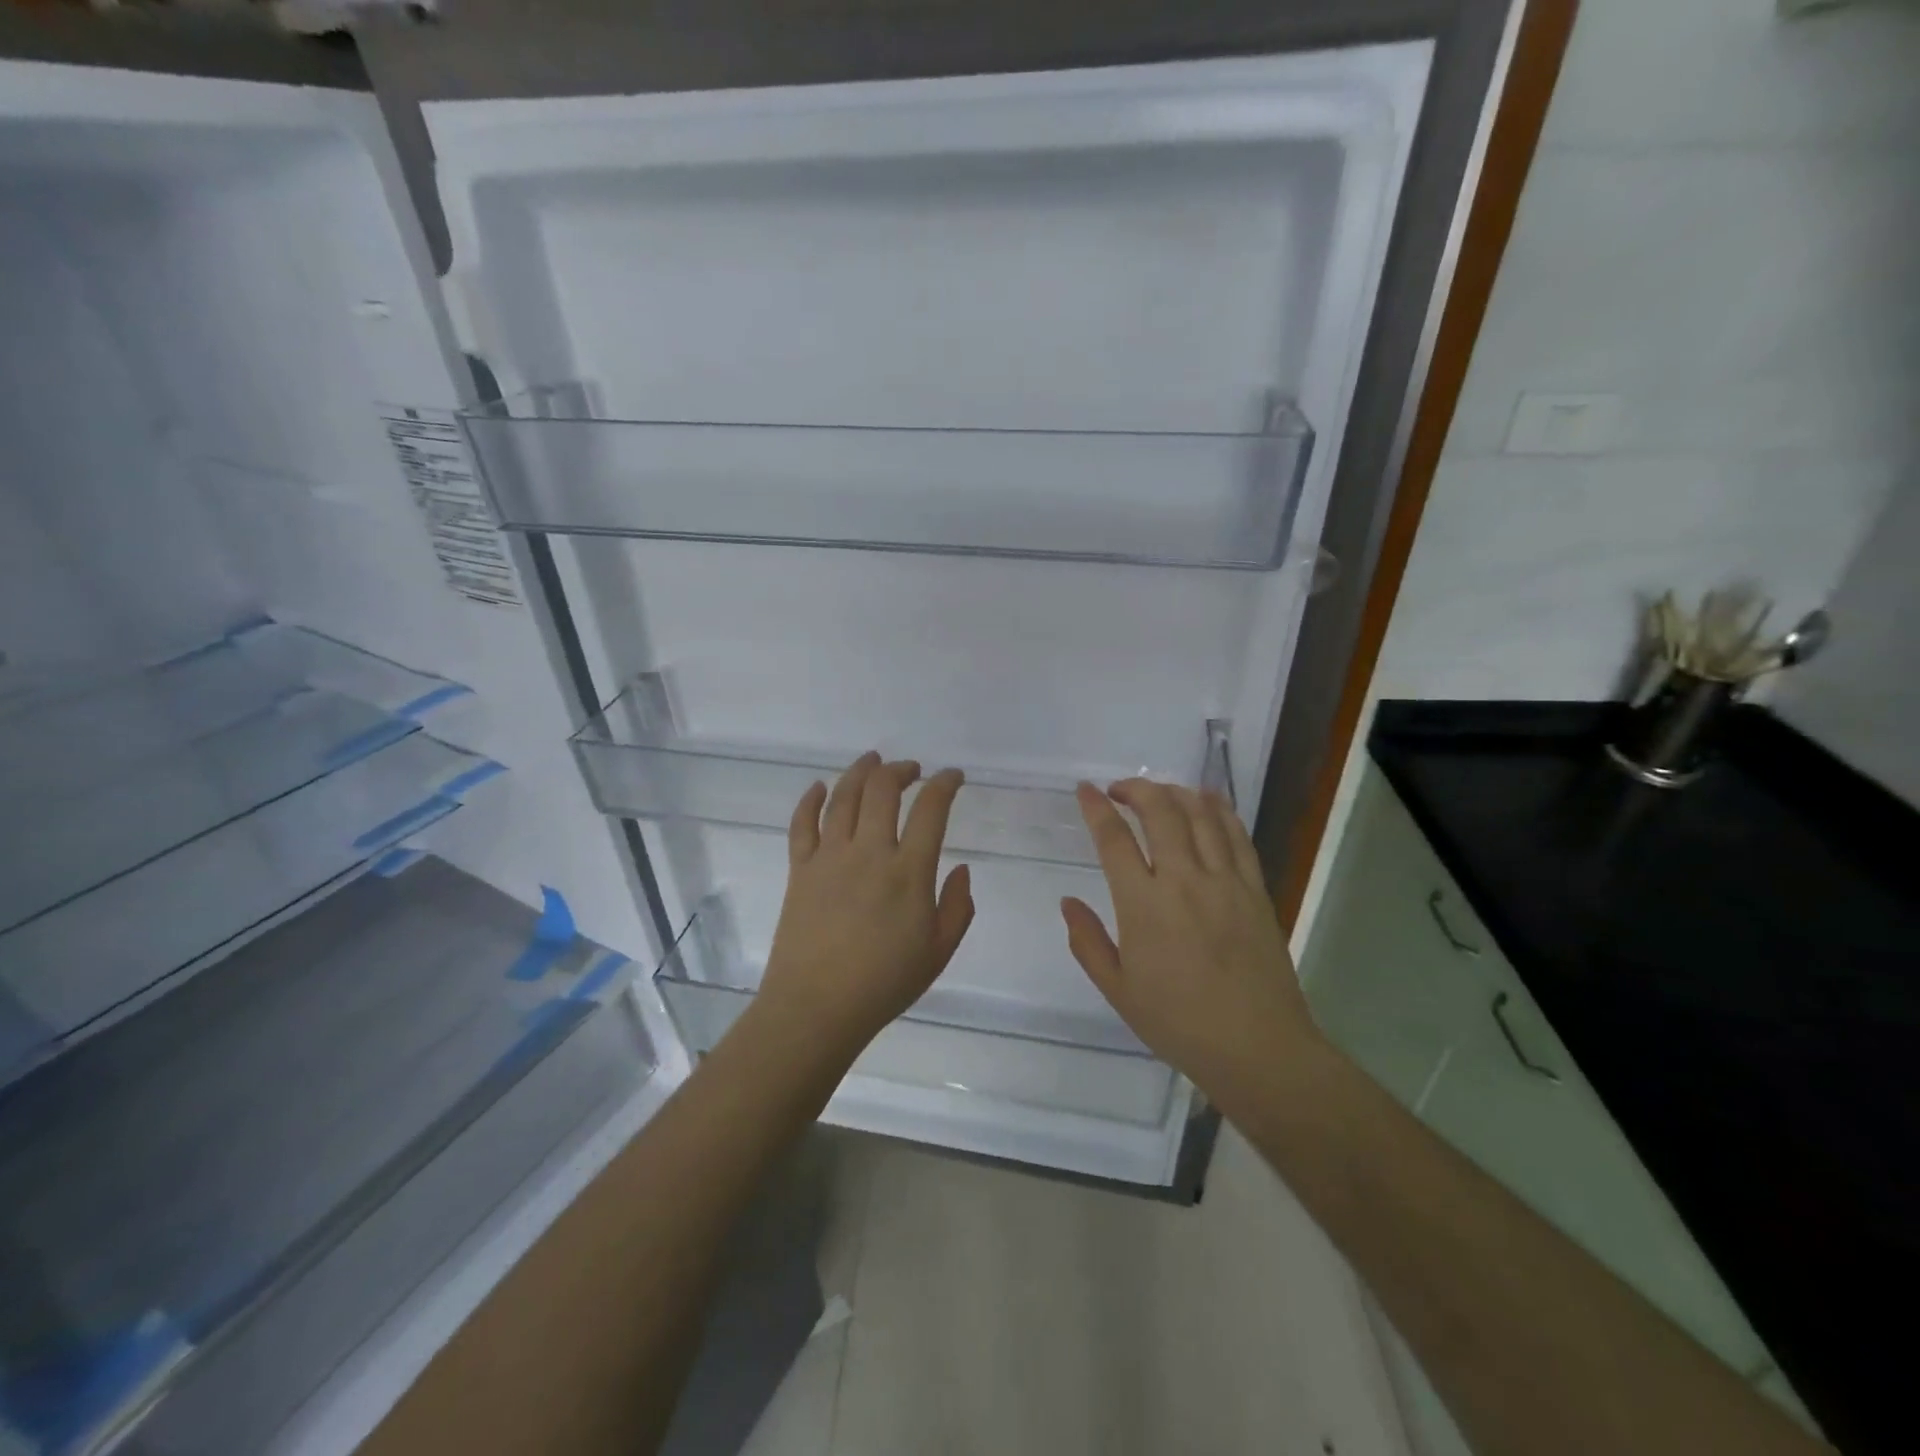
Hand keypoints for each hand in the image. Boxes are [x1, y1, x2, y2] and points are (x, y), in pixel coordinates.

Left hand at [755, 752, 974, 1057]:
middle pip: (882, 790)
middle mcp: (868, 852)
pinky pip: (802, 824)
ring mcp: (829, 857)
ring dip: (860, 771)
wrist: (816, 1008)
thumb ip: (958, 906)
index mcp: (908, 871)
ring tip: (873, 760)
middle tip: (912, 769)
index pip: (930, 809)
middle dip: (901, 770)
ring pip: (843, 797)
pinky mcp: (799, 869)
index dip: (945, 784)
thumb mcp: (939, 951)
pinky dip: (811, 799)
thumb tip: (962, 868)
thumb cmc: (884, 983)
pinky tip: (821, 787)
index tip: (953, 776)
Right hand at [1061, 780, 1318, 1106]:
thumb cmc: (1178, 1023)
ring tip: (1159, 793)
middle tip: (1120, 790)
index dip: (1096, 808)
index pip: (1114, 839)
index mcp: (1143, 905)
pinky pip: (1237, 834)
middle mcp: (1182, 880)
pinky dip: (1219, 809)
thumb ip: (1088, 941)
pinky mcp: (1255, 888)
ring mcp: (1224, 880)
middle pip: (1159, 811)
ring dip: (1174, 792)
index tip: (1085, 790)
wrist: (1256, 1047)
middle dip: (1135, 789)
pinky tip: (1207, 801)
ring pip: (1199, 814)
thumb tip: (1068, 902)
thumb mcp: (1117, 990)